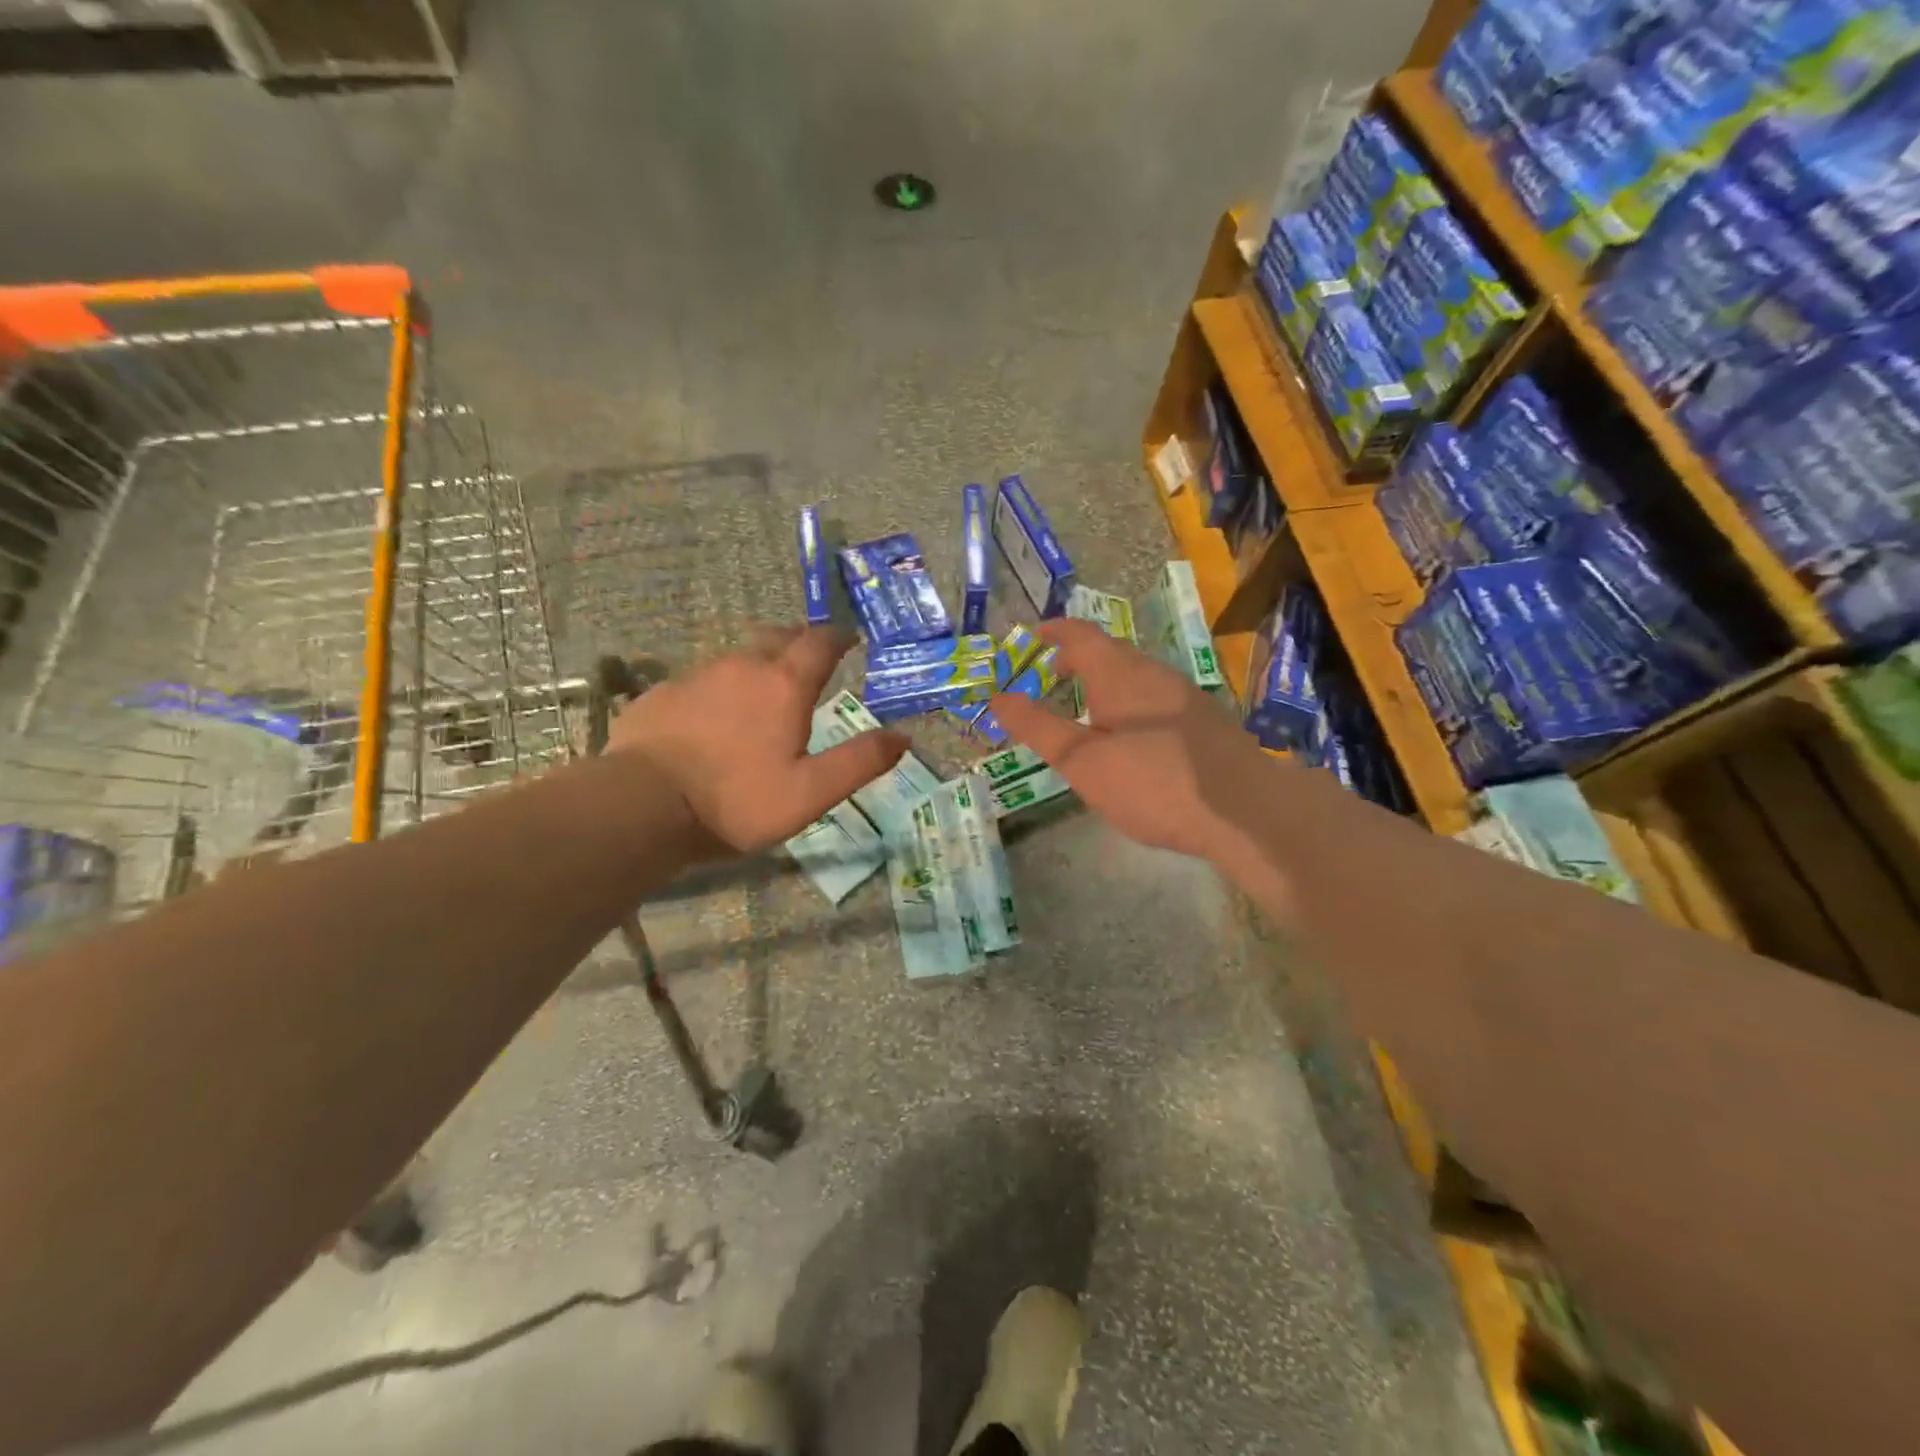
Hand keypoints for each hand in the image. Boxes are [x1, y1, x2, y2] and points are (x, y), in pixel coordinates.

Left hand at [608, 626, 907, 856]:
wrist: (641, 806)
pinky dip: (718, 689)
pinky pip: (701, 680)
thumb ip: (859, 762)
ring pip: (736, 657)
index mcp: (784, 685)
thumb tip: (904, 736)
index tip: (850, 638)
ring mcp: (696, 676)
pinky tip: (712, 718)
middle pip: (776, 637)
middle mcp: (742, 667)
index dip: (838, 636)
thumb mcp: (810, 792)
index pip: (819, 642)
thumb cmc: (736, 801)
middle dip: (798, 642)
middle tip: (809, 660)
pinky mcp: (661, 694)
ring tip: (763, 691)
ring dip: (757, 665)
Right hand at [988, 620, 1269, 861]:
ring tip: (1083, 708)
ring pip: (1134, 676)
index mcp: (1120, 673)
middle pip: (1109, 652)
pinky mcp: (1205, 722)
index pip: (1079, 634)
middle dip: (1076, 659)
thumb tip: (997, 698)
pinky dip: (1127, 702)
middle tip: (1050, 676)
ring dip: (1103, 682)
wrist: (1248, 811)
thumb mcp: (1083, 762)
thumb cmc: (1155, 782)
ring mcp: (1185, 696)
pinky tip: (1129, 737)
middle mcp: (1155, 673)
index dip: (1052, 632)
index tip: (1030, 637)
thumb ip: (1039, 728)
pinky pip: (1154, 697)